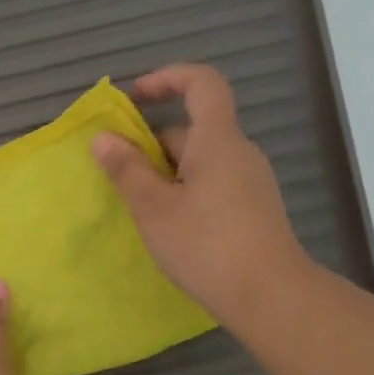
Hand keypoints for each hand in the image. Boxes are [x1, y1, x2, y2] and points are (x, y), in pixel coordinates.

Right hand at [91, 63, 310, 328]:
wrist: (270, 296)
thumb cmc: (207, 245)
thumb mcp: (154, 208)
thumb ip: (127, 170)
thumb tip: (103, 139)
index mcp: (218, 140)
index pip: (202, 82)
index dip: (168, 78)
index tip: (135, 97)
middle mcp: (239, 152)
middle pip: (194, 128)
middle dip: (153, 143)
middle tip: (122, 176)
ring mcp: (250, 181)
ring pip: (201, 160)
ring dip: (167, 172)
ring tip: (141, 208)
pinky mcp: (253, 208)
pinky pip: (213, 182)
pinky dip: (185, 190)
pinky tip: (170, 226)